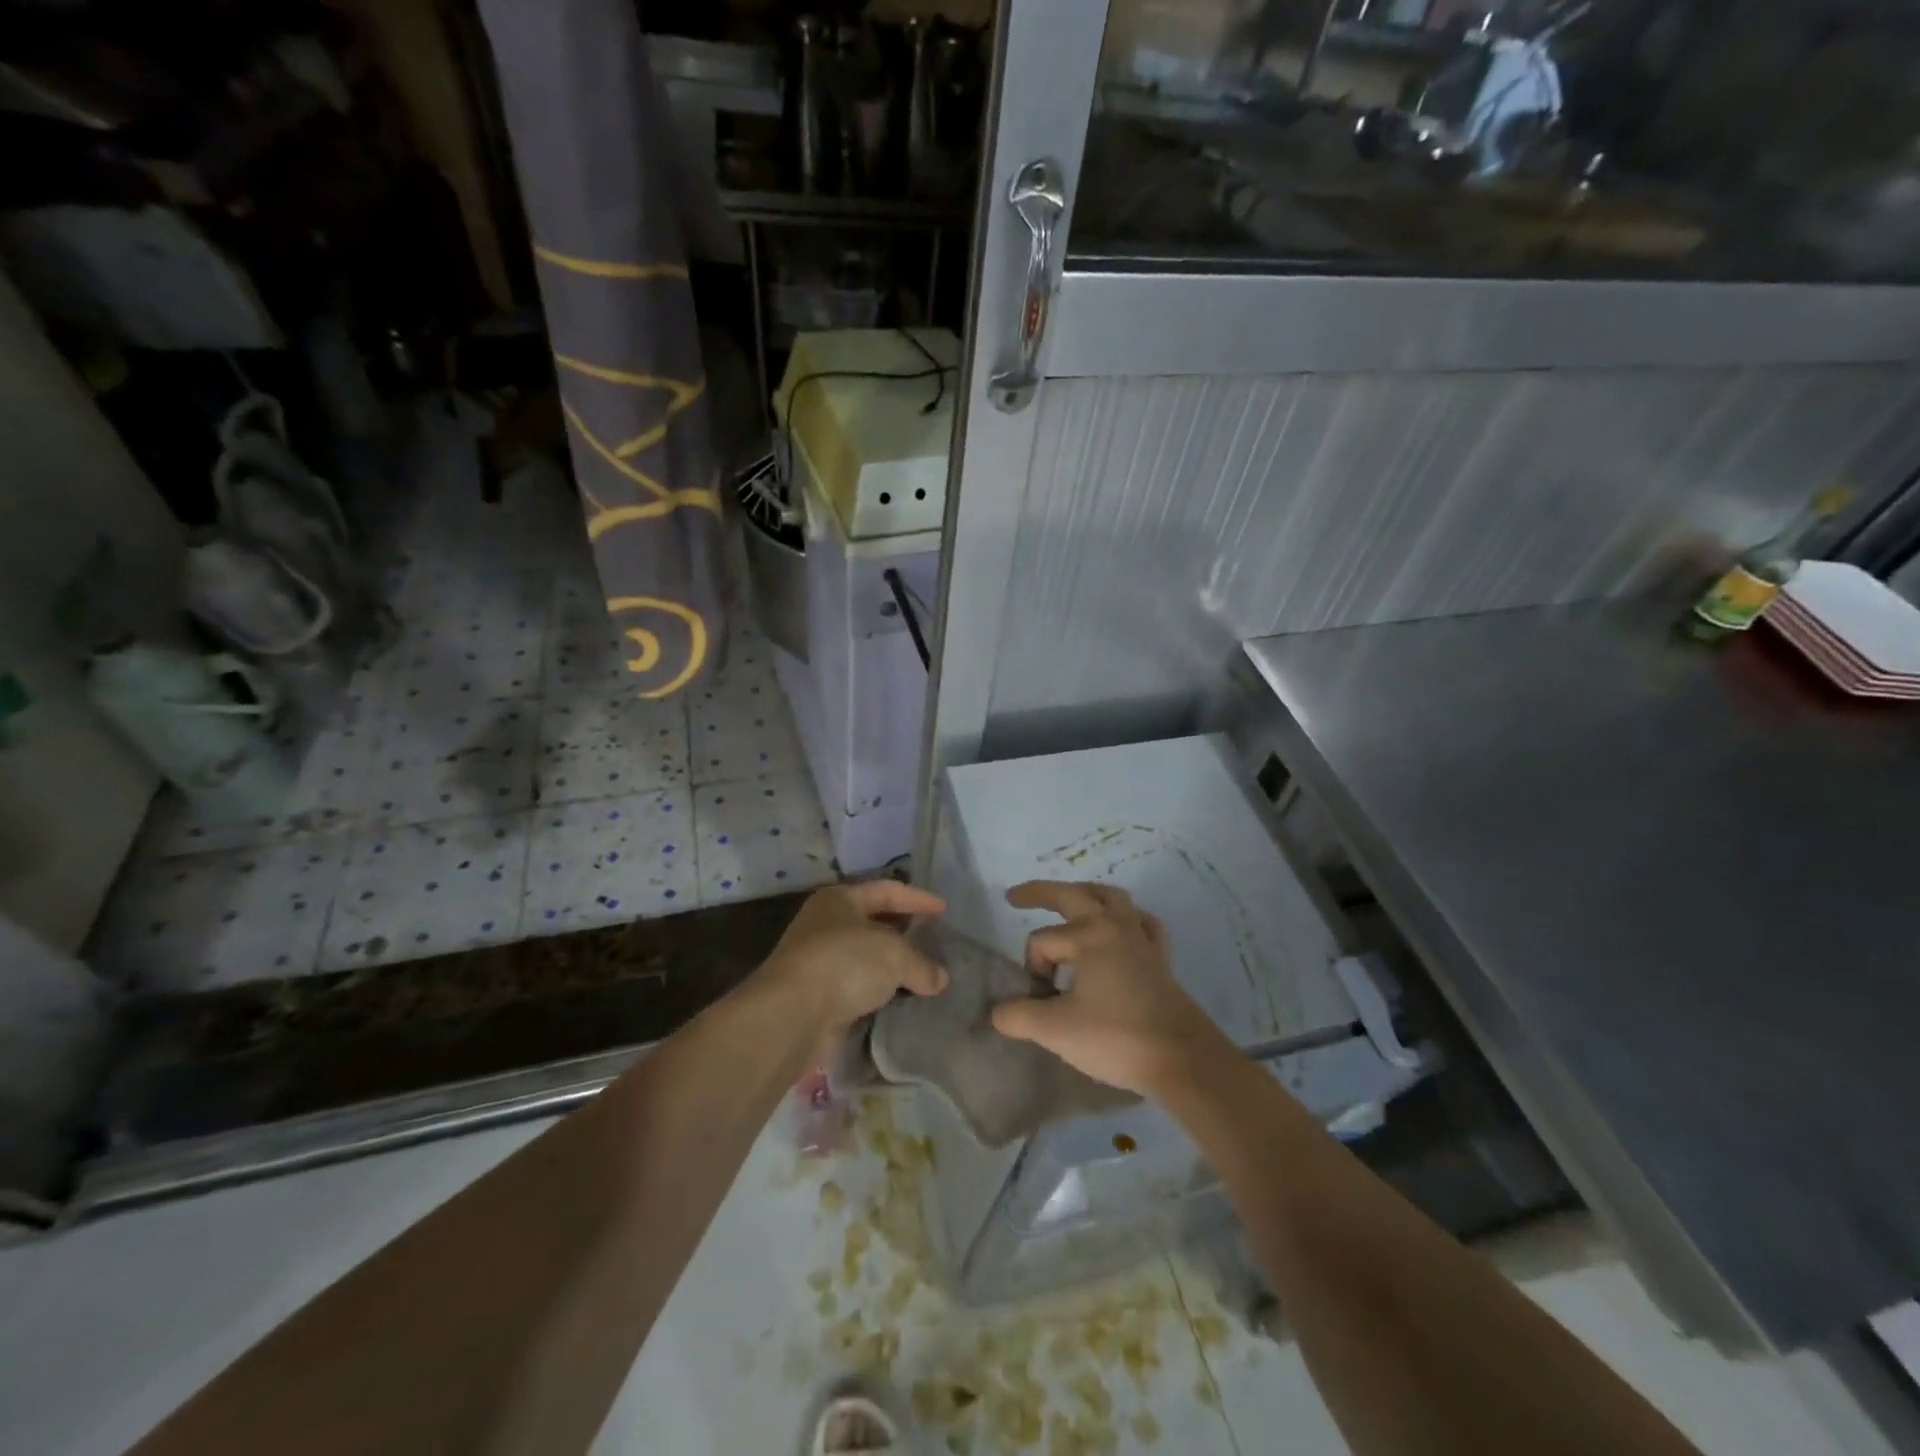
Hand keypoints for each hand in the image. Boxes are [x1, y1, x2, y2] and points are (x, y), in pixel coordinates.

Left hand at [759, 880, 947, 1035]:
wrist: (792, 1016)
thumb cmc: (844, 964)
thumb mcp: (895, 955)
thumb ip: (922, 963)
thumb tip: (939, 979)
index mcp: (840, 899)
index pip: (886, 890)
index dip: (918, 898)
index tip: (944, 910)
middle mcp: (826, 924)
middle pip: (875, 922)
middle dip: (906, 932)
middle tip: (936, 941)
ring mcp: (820, 961)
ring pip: (867, 958)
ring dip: (893, 967)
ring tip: (926, 974)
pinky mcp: (819, 996)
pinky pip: (859, 988)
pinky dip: (881, 992)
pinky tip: (904, 1000)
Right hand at [990, 880, 1225, 1095]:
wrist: (1182, 1060)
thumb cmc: (1117, 1037)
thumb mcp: (1056, 1031)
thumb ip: (1019, 1016)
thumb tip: (998, 1012)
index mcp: (1089, 935)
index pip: (1042, 941)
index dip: (1032, 968)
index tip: (1038, 999)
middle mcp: (1116, 926)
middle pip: (1074, 896)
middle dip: (1042, 893)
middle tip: (1016, 897)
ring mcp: (1142, 940)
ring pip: (1113, 900)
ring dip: (1088, 896)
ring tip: (1072, 903)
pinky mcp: (1161, 960)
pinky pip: (1143, 925)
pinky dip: (1129, 920)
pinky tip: (1124, 930)